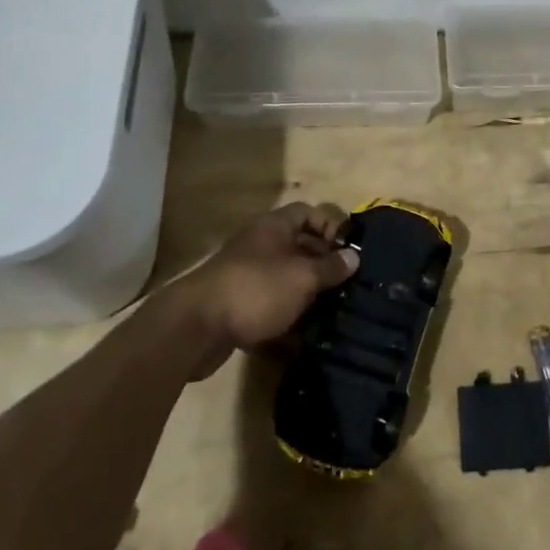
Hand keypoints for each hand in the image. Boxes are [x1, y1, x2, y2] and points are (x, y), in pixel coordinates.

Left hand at [176, 204, 359, 371]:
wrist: (196, 328)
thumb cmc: (256, 290)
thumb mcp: (302, 277)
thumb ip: (330, 267)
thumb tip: (353, 257)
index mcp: (274, 227)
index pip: (309, 213)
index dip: (331, 226)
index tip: (349, 251)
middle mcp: (259, 245)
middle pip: (299, 246)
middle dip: (323, 264)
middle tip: (347, 285)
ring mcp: (246, 276)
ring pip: (285, 279)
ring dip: (307, 294)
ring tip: (332, 311)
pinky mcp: (237, 306)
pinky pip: (270, 305)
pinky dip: (287, 317)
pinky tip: (304, 336)